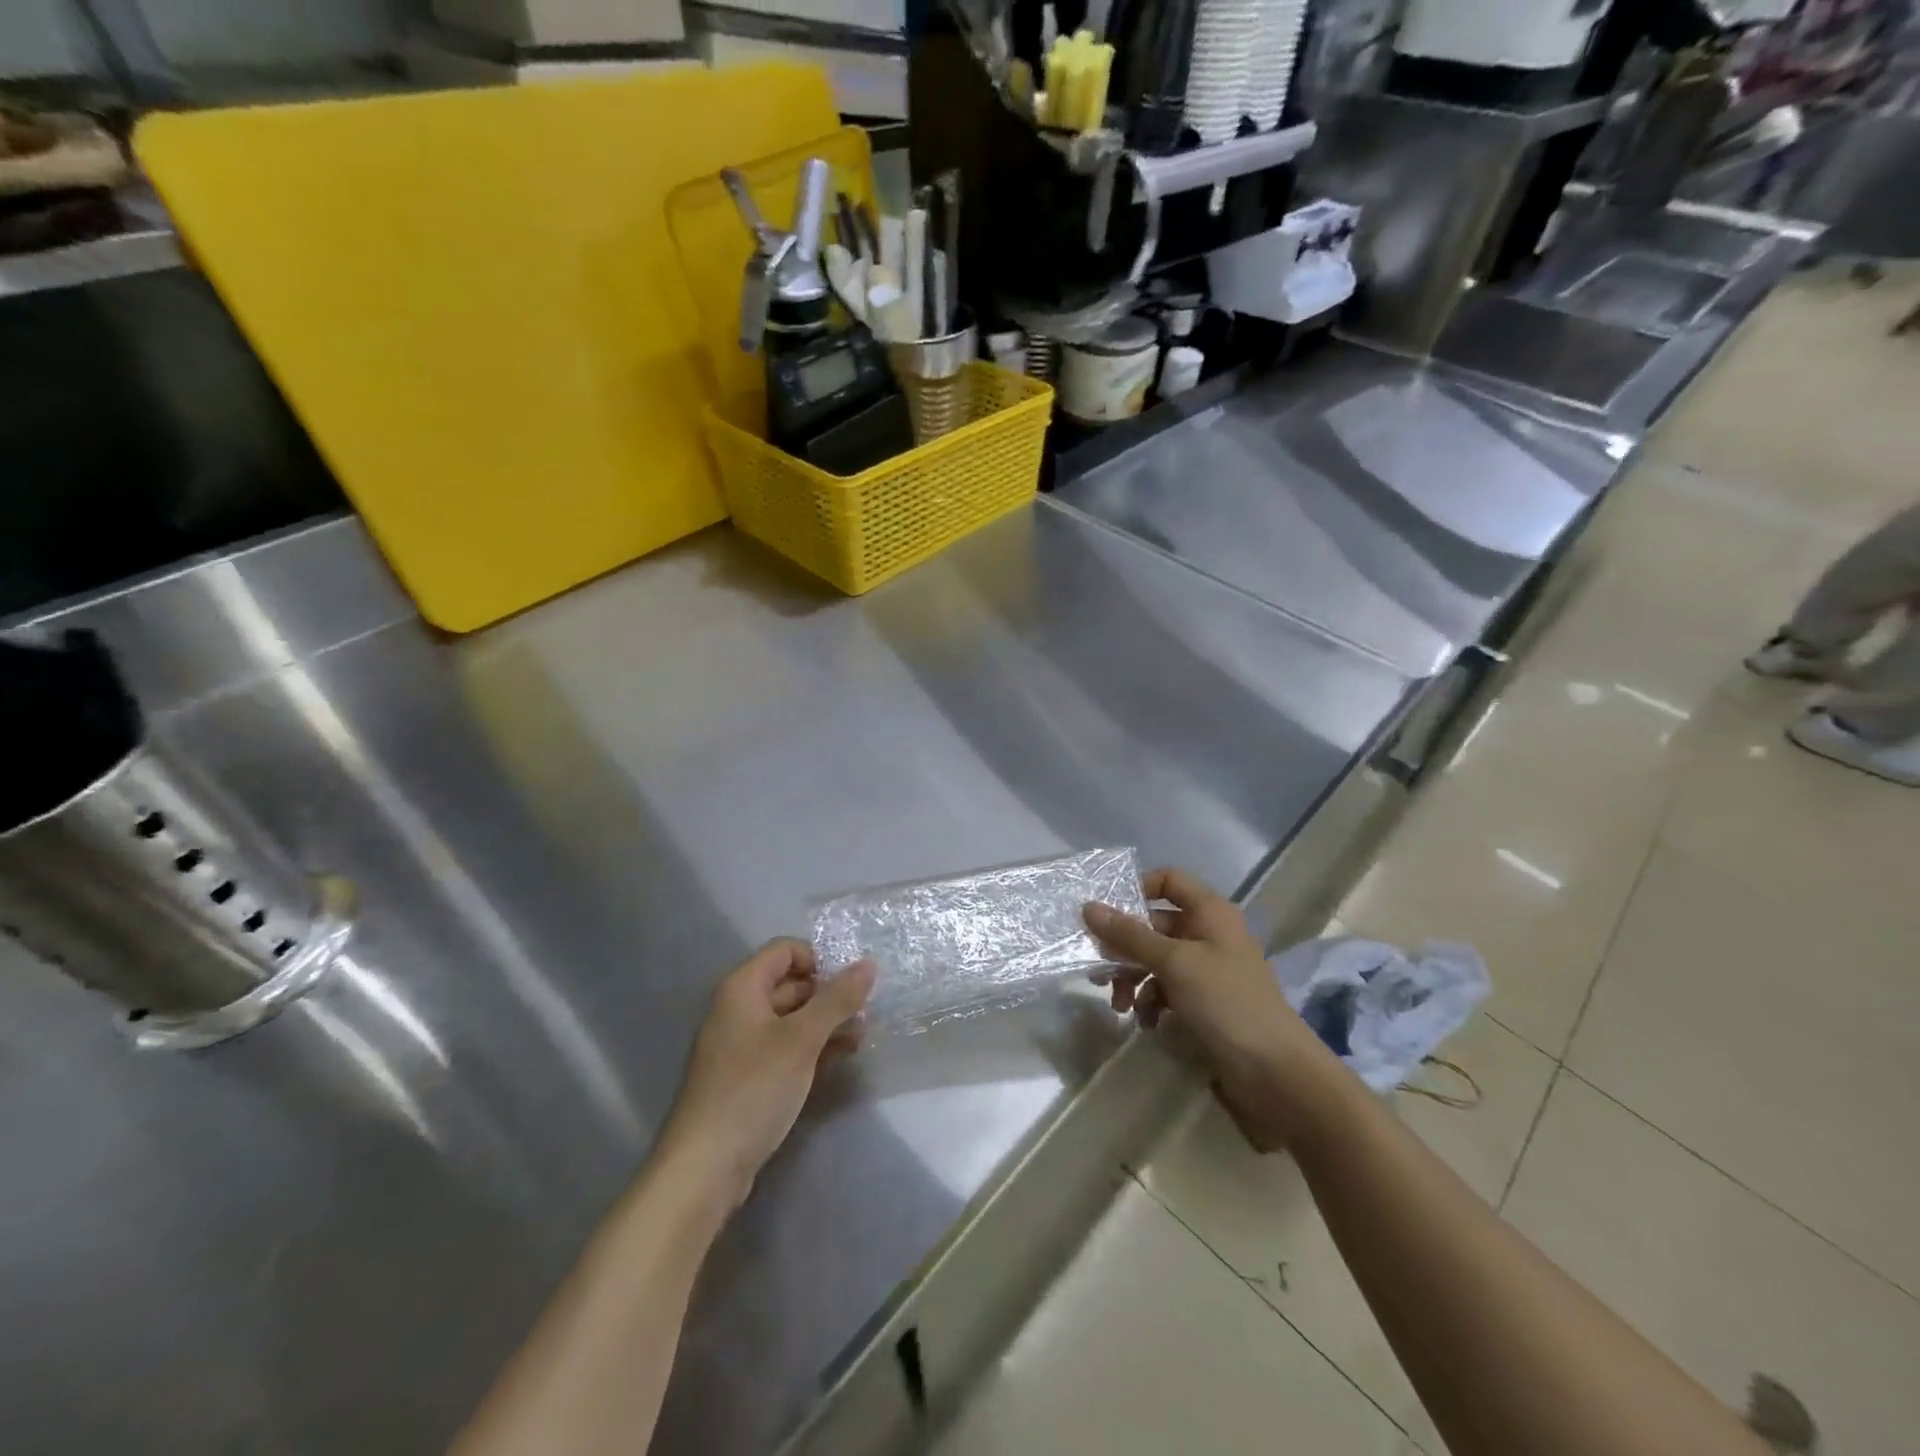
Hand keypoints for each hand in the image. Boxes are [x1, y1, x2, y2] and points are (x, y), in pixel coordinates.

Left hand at [658, 940, 874, 1204]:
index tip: (850, 983)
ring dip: (826, 1024)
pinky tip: (841, 1058)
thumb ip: (837, 1000)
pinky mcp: (748, 1078)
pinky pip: (786, 1049)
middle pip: (791, 984)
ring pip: (792, 1019)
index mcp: (743, 988)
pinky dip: (813, 1048)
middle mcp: (739, 1009)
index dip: (819, 959)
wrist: (705, 1167)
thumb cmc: (753, 1089)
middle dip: (829, 995)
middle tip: (866, 1012)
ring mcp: (742, 1046)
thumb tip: (869, 964)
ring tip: (862, 1037)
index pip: (785, 950)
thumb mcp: (802, 1040)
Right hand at [1084, 868, 1343, 1148]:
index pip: (1169, 880)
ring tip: (1119, 1005)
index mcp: (1209, 912)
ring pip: (1157, 960)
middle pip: (1155, 925)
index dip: (1138, 890)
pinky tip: (1145, 1022)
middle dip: (1125, 947)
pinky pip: (1167, 989)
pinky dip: (1151, 1001)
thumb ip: (1129, 935)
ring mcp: (1208, 969)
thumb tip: (1087, 907)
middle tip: (1099, 968)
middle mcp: (1208, 933)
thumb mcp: (1173, 963)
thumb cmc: (1226, 1001)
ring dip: (1133, 979)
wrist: (1274, 1071)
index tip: (1107, 913)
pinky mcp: (1205, 1002)